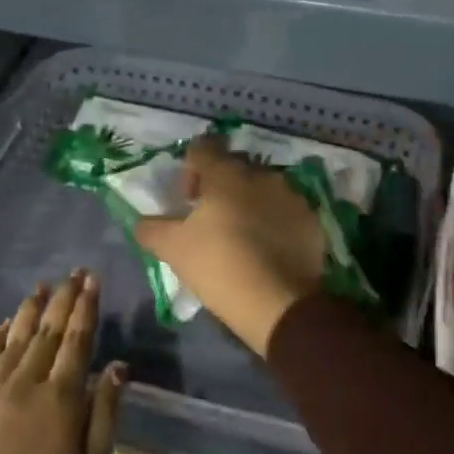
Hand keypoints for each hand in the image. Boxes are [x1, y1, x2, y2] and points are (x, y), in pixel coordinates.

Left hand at [0, 273, 123, 453]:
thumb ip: (105, 417)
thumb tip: (118, 367)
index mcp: (61, 400)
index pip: (78, 340)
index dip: (87, 307)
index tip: (93, 280)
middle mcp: (26, 383)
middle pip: (49, 330)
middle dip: (64, 298)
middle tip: (74, 272)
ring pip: (16, 337)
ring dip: (32, 309)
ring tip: (43, 285)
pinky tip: (6, 325)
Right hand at [134, 136, 326, 355]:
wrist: (280, 304)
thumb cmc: (220, 266)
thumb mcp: (174, 249)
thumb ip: (152, 229)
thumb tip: (142, 221)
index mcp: (226, 173)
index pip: (202, 149)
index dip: (190, 169)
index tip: (186, 200)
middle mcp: (261, 174)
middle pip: (233, 169)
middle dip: (220, 187)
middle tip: (210, 220)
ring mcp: (290, 195)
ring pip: (262, 189)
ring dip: (248, 204)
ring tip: (240, 237)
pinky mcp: (311, 220)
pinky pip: (285, 211)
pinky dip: (274, 222)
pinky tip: (266, 250)